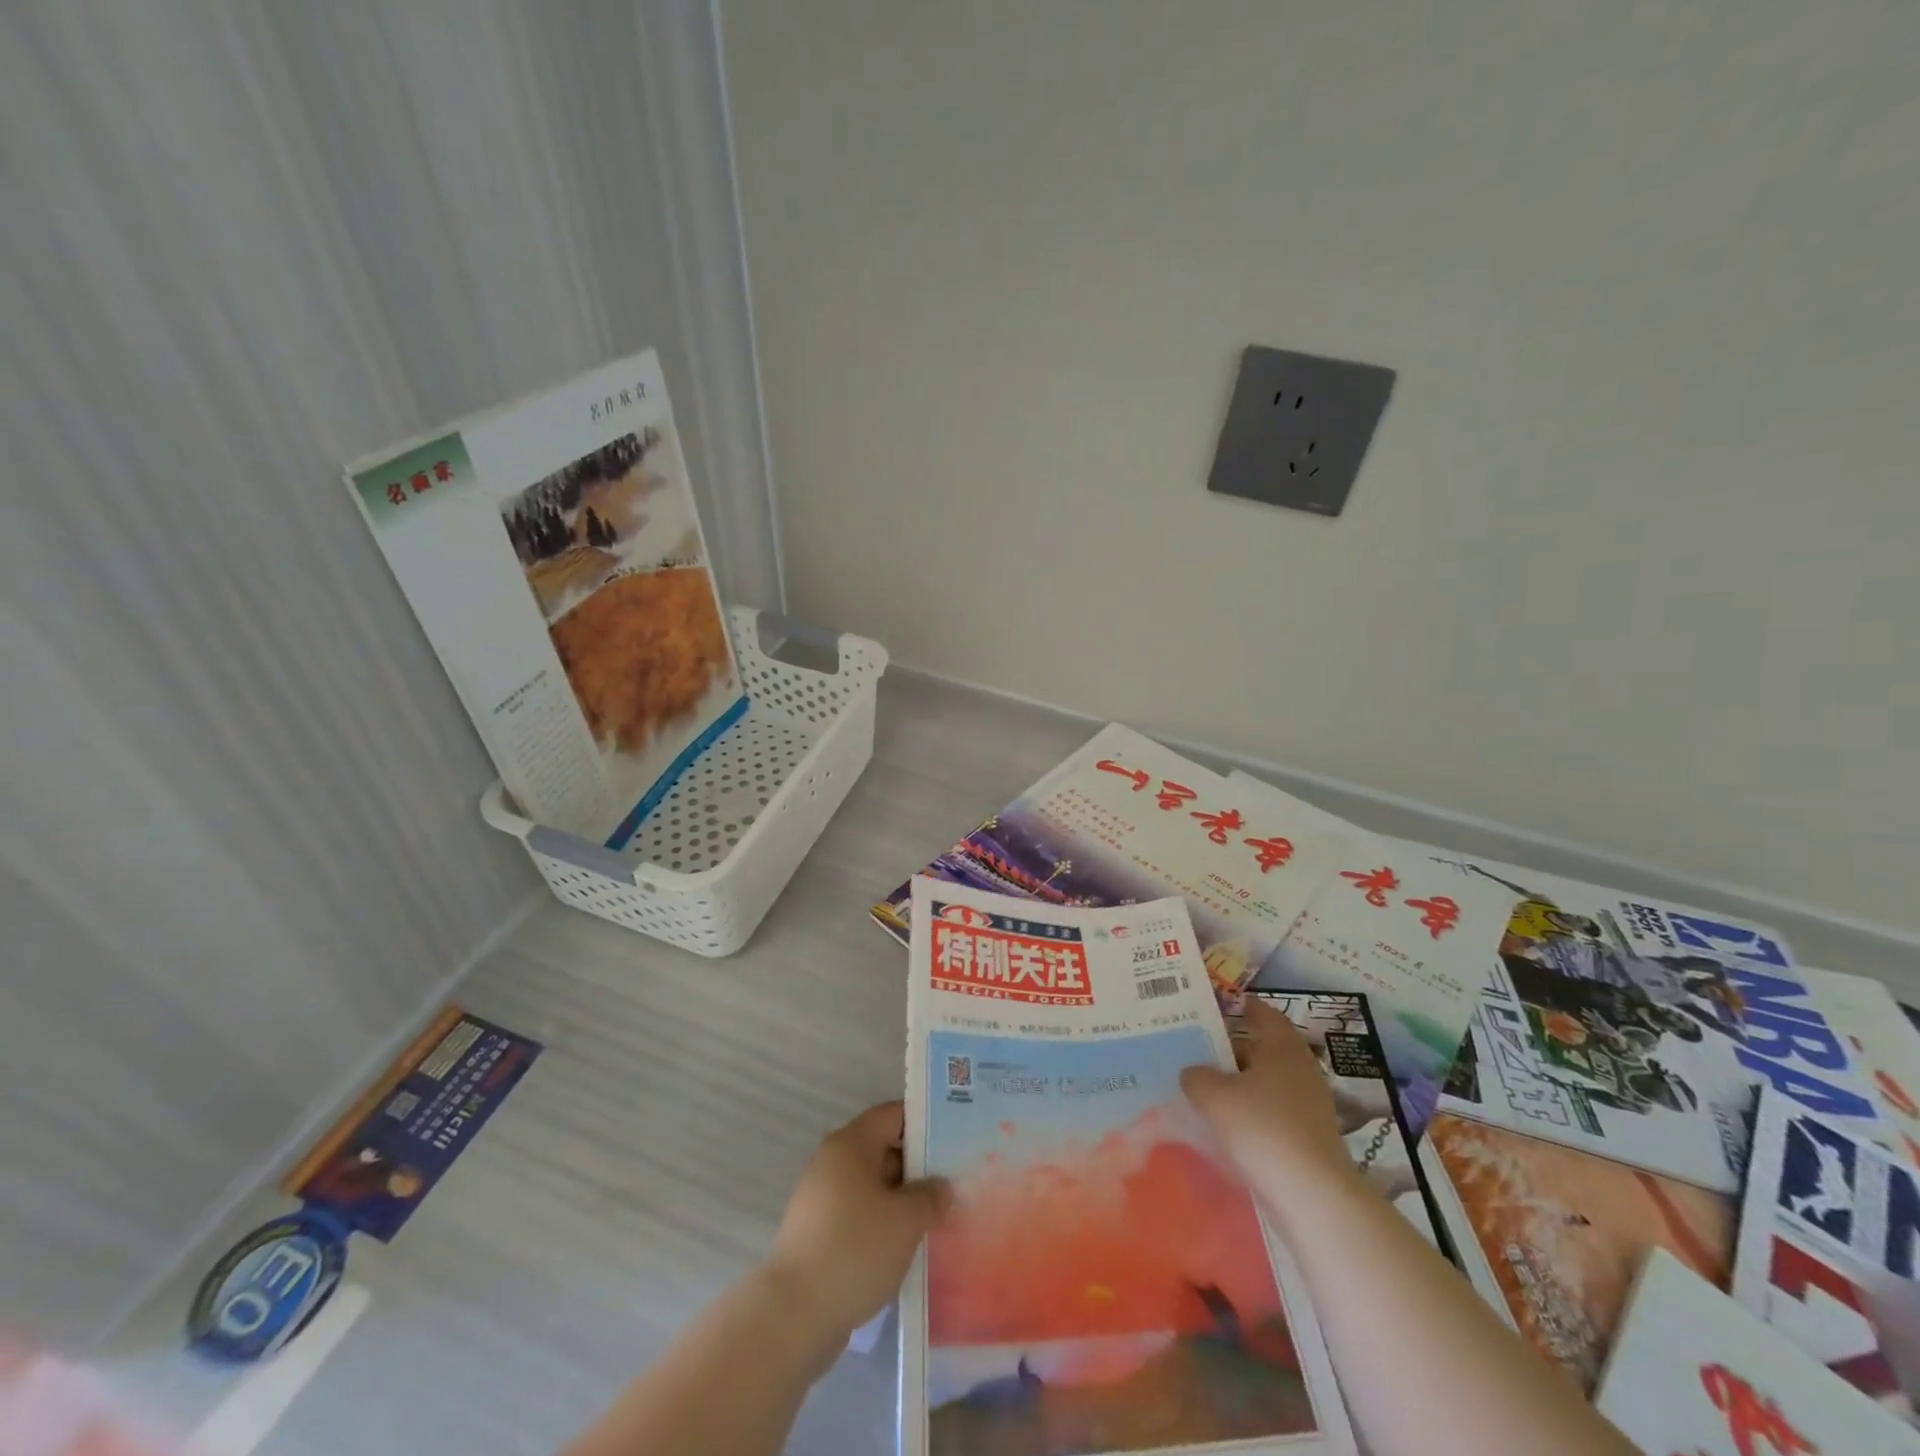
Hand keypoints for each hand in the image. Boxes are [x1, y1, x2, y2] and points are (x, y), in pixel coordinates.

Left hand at [764, 1101, 949, 1343]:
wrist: (794, 1315)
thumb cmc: (855, 1249)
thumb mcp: (905, 1220)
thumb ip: (930, 1196)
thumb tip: (943, 1187)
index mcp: (851, 1143)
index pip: (893, 1115)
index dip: (925, 1122)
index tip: (954, 1138)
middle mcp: (833, 1162)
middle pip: (883, 1149)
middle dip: (918, 1167)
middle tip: (954, 1183)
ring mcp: (822, 1198)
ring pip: (873, 1186)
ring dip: (902, 1199)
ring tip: (938, 1217)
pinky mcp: (819, 1233)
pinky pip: (860, 1214)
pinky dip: (883, 1223)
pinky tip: (908, 1246)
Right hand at [1181, 997, 1364, 1205]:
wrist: (1312, 1196)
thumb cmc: (1262, 1128)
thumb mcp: (1213, 1095)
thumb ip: (1196, 1076)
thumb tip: (1192, 1072)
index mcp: (1283, 1046)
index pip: (1262, 1013)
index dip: (1240, 1007)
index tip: (1213, 1007)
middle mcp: (1301, 1069)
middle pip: (1263, 1048)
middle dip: (1231, 1048)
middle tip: (1196, 1049)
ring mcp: (1309, 1105)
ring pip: (1266, 1082)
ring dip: (1239, 1083)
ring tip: (1204, 1088)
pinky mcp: (1309, 1137)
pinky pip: (1272, 1111)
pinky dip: (1250, 1111)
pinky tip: (1226, 1124)